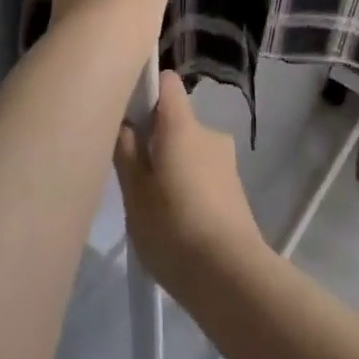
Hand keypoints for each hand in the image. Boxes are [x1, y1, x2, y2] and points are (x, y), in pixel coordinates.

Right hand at [113, 72, 265, 299]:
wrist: (232, 276)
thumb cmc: (174, 229)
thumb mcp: (135, 195)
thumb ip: (127, 153)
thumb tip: (125, 122)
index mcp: (182, 125)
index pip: (167, 82)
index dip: (147, 90)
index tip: (128, 116)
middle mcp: (208, 132)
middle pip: (175, 120)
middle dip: (155, 141)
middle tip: (135, 178)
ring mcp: (225, 159)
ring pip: (189, 149)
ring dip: (173, 167)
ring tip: (156, 210)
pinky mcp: (234, 187)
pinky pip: (203, 172)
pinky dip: (189, 187)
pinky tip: (178, 225)